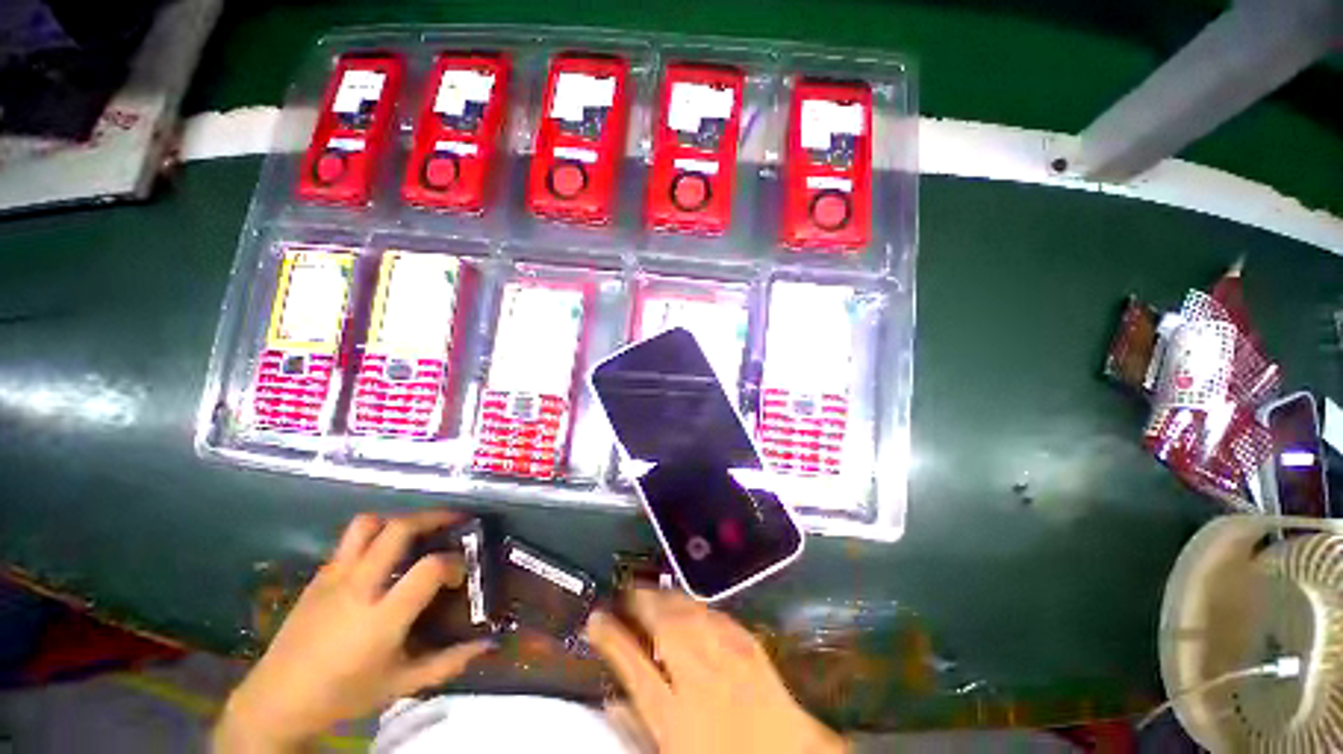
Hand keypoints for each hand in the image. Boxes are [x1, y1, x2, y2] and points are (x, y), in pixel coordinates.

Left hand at [214, 511, 492, 752]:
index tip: (461, 572)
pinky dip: (374, 537)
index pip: (429, 569)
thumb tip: (488, 644)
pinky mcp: (317, 577)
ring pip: (368, 524)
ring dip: (398, 520)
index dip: (454, 563)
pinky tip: (381, 557)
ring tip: (416, 531)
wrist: (275, 702)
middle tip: (454, 521)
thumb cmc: (343, 695)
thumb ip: (447, 662)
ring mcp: (333, 578)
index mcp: (381, 618)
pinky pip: (349, 542)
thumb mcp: (401, 685)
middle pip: (399, 529)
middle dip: (433, 518)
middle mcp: (358, 587)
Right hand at [586, 588, 846, 753]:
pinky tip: (689, 604)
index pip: (631, 664)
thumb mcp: (671, 751)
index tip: (595, 617)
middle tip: (626, 591)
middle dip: (640, 601)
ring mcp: (726, 653)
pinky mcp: (748, 642)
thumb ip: (638, 726)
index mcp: (673, 712)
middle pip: (662, 624)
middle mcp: (698, 674)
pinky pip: (714, 613)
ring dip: (665, 597)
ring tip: (651, 592)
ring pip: (687, 611)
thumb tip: (612, 701)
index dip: (610, 637)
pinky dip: (696, 605)